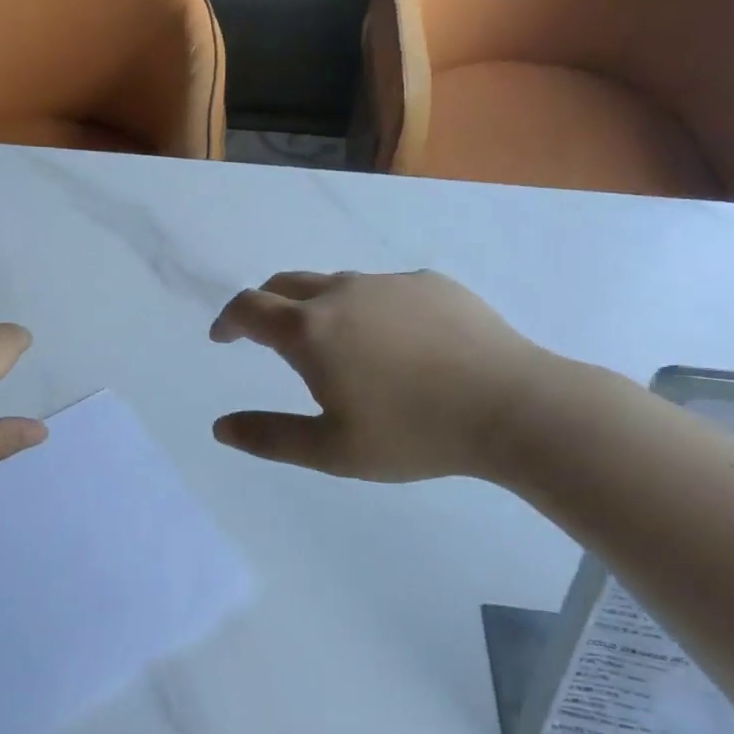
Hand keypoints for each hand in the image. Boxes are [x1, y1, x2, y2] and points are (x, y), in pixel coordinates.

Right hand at [210, 271, 555, 480]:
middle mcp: (342, 293)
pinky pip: (384, 289)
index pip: (249, 308)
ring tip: (338, 345)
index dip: (229, 320)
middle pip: (285, 284)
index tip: (223, 337)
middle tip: (267, 335)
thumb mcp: (332, 451)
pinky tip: (399, 343)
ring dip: (319, 307)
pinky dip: (370, 308)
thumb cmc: (414, 434)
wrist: (514, 407)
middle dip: (265, 305)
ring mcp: (389, 283)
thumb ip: (269, 436)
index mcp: (310, 330)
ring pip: (337, 284)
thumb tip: (220, 428)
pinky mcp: (431, 283)